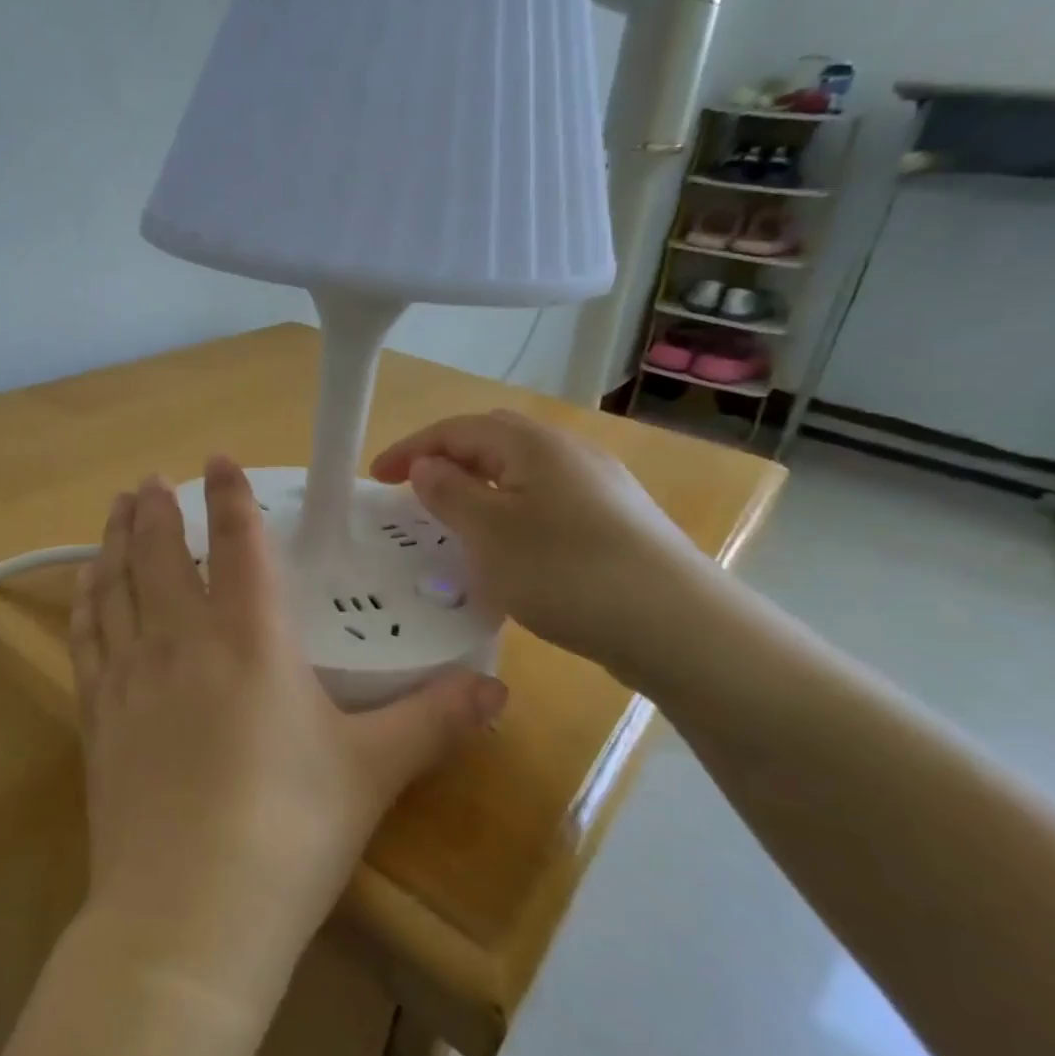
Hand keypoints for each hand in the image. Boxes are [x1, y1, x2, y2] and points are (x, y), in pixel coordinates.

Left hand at [68, 458, 505, 1003]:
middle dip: (156, 509)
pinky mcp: (97, 715)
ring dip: (114, 540)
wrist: (187, 918)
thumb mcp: (372, 773)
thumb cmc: (288, 834)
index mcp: (250, 639)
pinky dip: (85, 600)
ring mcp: (130, 675)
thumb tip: (498, 688)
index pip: (238, 543)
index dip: (230, 495)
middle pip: (161, 553)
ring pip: (115, 584)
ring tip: (114, 511)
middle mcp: (182, 639)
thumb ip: (434, 721)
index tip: (218, 458)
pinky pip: (86, 636)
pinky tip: (85, 586)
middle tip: (150, 480)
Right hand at [371, 410, 712, 676]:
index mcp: (533, 445)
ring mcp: (599, 486)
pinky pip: (546, 501)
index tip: (375, 477)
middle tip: (413, 491)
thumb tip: (427, 466)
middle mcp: (568, 452)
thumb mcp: (490, 533)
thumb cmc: (568, 572)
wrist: (679, 626)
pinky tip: (509, 549)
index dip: (411, 448)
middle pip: (492, 442)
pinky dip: (511, 511)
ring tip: (454, 521)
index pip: (457, 429)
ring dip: (479, 487)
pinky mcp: (616, 521)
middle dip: (446, 460)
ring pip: (521, 473)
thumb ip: (449, 493)